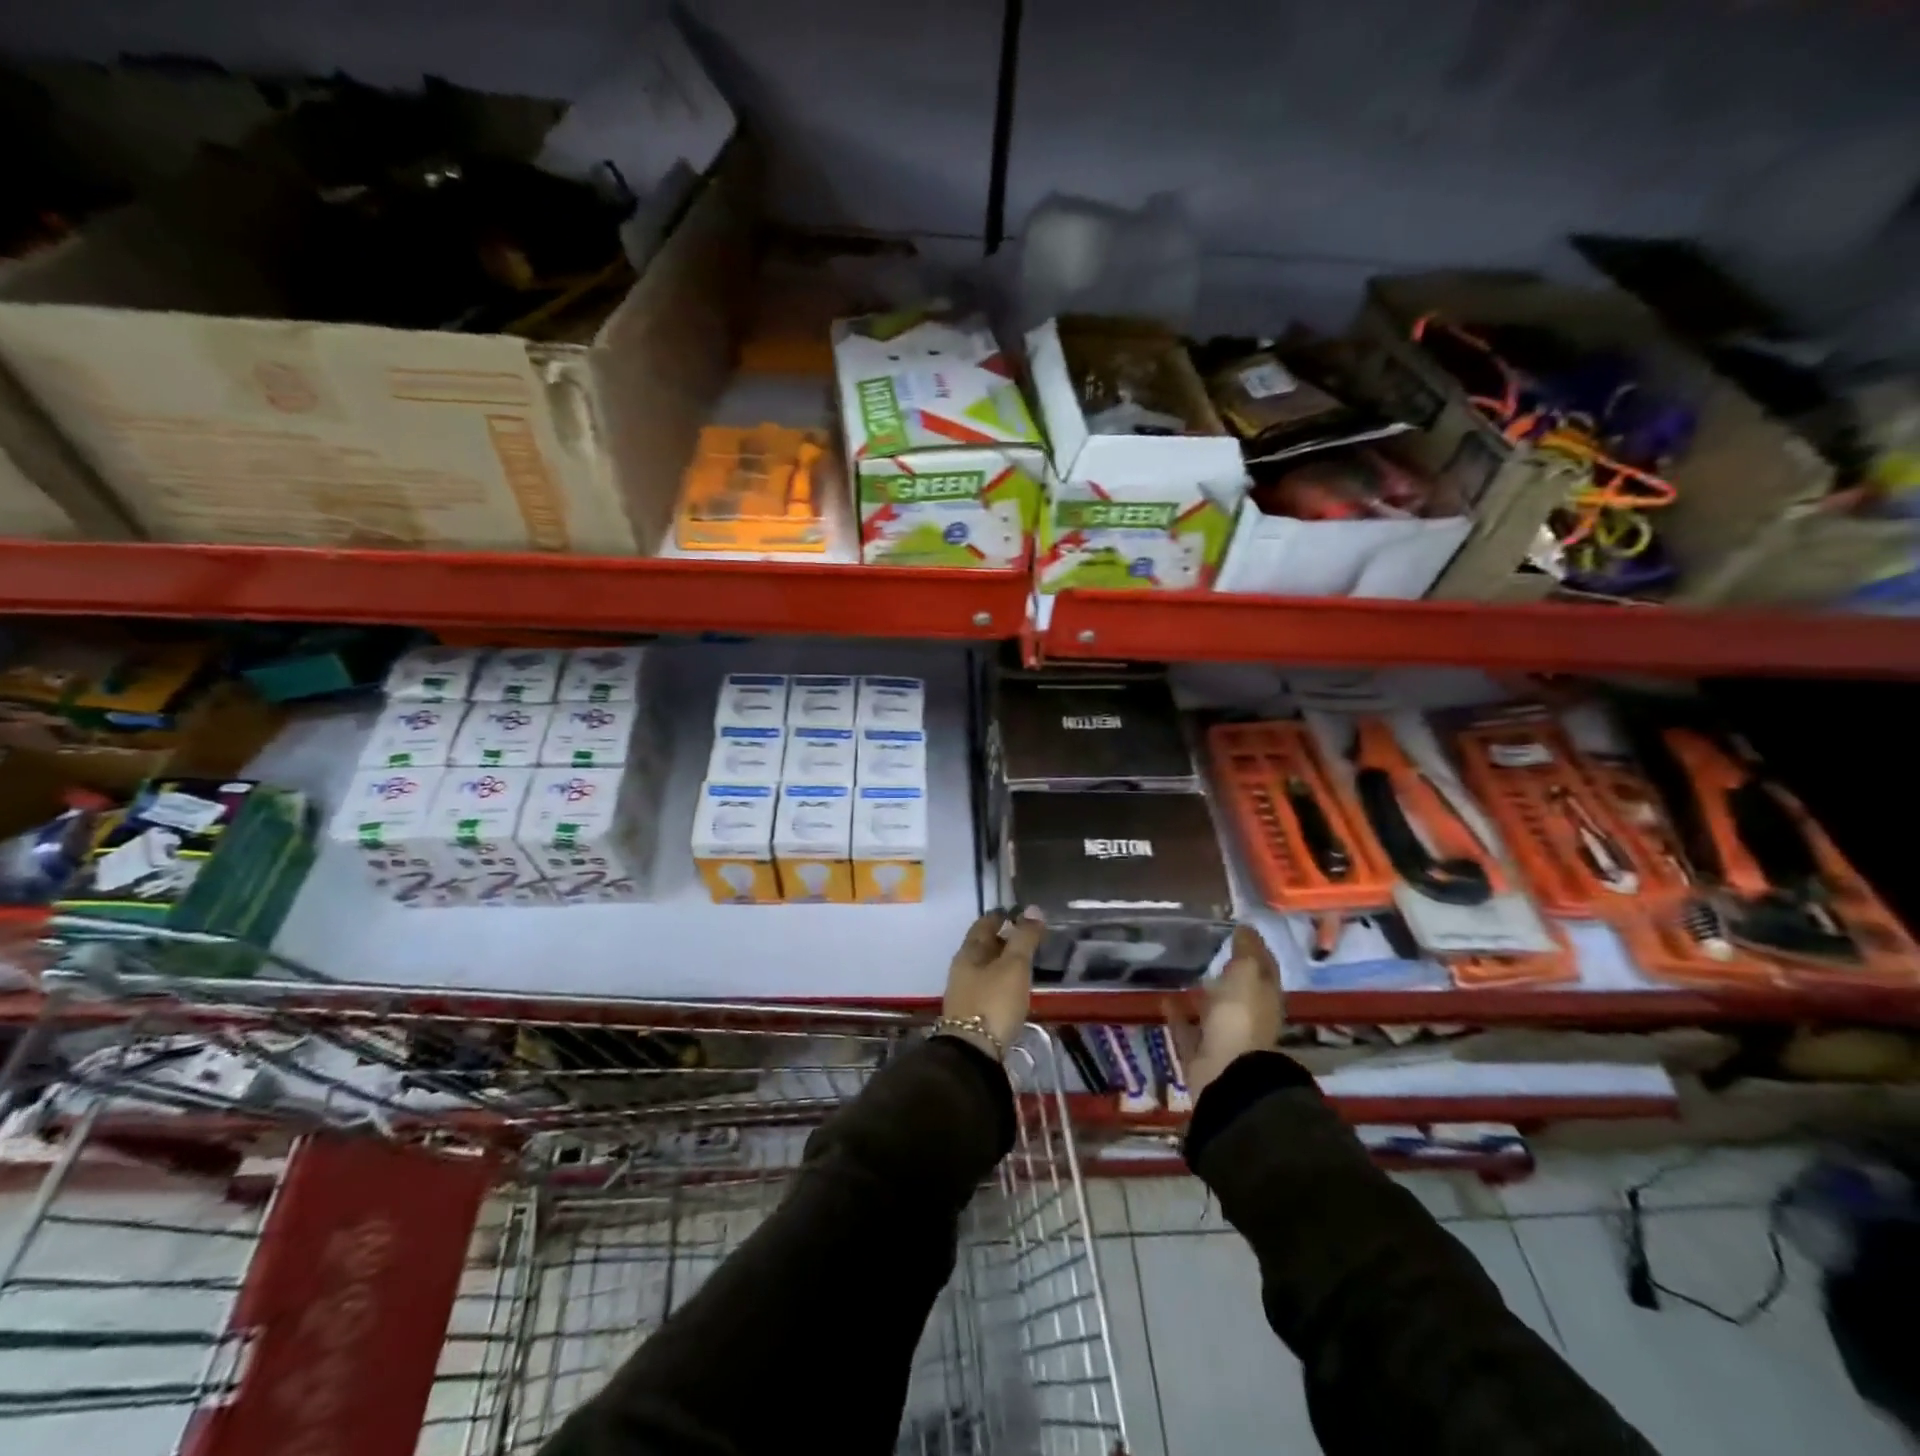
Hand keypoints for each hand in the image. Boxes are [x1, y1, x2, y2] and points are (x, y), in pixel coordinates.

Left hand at [941, 908, 1044, 1057]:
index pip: (983, 924)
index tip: (1019, 912)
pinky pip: (989, 986)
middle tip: (1028, 934)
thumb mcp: (1014, 966)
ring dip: (1004, 960)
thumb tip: (1033, 909)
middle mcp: (963, 968)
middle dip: (1003, 937)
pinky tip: (1016, 987)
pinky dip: (1003, 980)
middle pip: (983, 945)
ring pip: (986, 967)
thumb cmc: (993, 1002)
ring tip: (1026, 959)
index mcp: (969, 952)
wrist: (973, 1053)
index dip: (1000, 915)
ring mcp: (966, 991)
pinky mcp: (974, 1013)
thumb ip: (1024, 938)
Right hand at [1169, 926, 1284, 1097]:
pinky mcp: (1200, 1051)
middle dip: (1227, 971)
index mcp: (1265, 998)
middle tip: (1206, 946)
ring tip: (1181, 970)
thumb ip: (1246, 950)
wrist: (1225, 1073)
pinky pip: (1187, 1027)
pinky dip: (1178, 1013)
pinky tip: (1164, 996)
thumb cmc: (1240, 1016)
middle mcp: (1248, 1016)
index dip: (1254, 948)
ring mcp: (1224, 1035)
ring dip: (1201, 994)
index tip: (1237, 927)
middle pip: (1239, 989)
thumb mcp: (1247, 973)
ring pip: (1212, 1009)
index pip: (1264, 967)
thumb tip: (1246, 927)